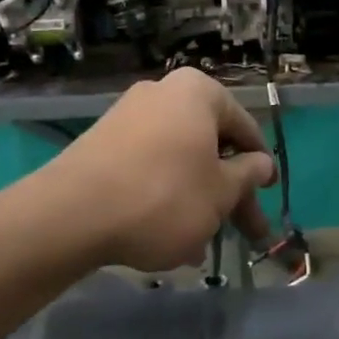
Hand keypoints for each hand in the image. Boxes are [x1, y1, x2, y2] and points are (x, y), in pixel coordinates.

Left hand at [36, 69, 277, 271]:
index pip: (245, 127)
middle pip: (210, 146)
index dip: (261, 165)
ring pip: (180, 161)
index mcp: (199, 92)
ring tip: (203, 246)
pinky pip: (149, 169)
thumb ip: (247, 176)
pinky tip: (170, 239)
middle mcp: (163, 94)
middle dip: (229, 192)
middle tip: (245, 231)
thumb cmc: (164, 196)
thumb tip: (261, 164)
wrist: (71, 215)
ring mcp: (129, 118)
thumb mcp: (220, 193)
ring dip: (198, 200)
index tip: (268, 194)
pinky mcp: (102, 145)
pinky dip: (165, 197)